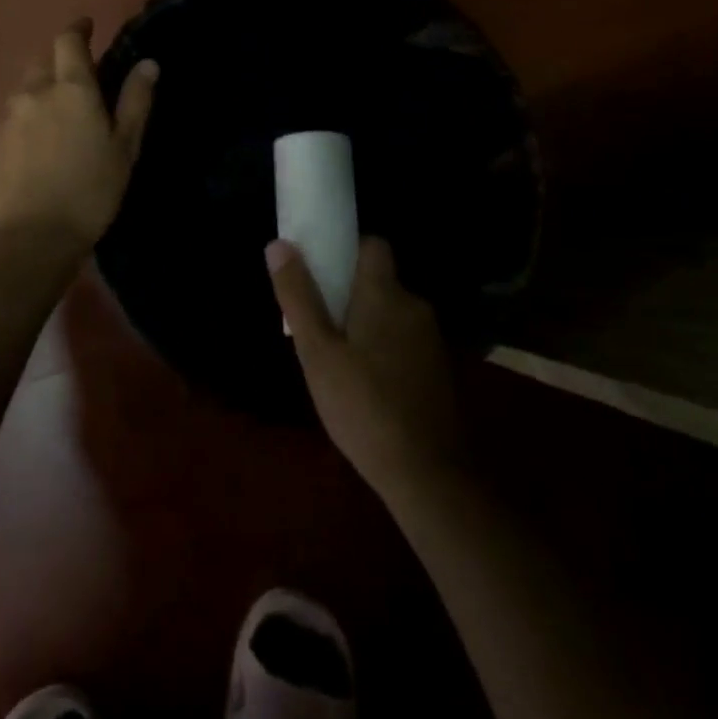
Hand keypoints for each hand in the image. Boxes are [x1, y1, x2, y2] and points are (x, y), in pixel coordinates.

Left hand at [0, 19, 158, 247]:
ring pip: (28, 84)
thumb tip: (148, 63)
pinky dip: (33, 107)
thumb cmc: (91, 188)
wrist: (34, 235)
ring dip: (45, 82)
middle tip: (83, 73)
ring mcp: (12, 115)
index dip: (78, 28)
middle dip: (61, 57)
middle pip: (44, 59)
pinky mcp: (0, 139)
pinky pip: (18, 108)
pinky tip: (46, 130)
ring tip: (64, 103)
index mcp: (71, 87)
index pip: (68, 40)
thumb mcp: (125, 146)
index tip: (88, 26)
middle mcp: (36, 91)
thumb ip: (135, 101)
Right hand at [267, 237, 467, 498]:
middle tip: (318, 323)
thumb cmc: (363, 406)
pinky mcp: (439, 370)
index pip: (373, 245)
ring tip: (336, 358)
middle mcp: (414, 306)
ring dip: (366, 323)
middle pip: (379, 281)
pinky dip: (384, 348)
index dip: (346, 249)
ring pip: (391, 313)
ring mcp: (431, 339)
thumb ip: (298, 296)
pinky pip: (404, 341)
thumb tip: (278, 245)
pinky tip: (366, 384)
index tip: (320, 269)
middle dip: (349, 293)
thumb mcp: (317, 352)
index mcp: (386, 293)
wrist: (427, 474)